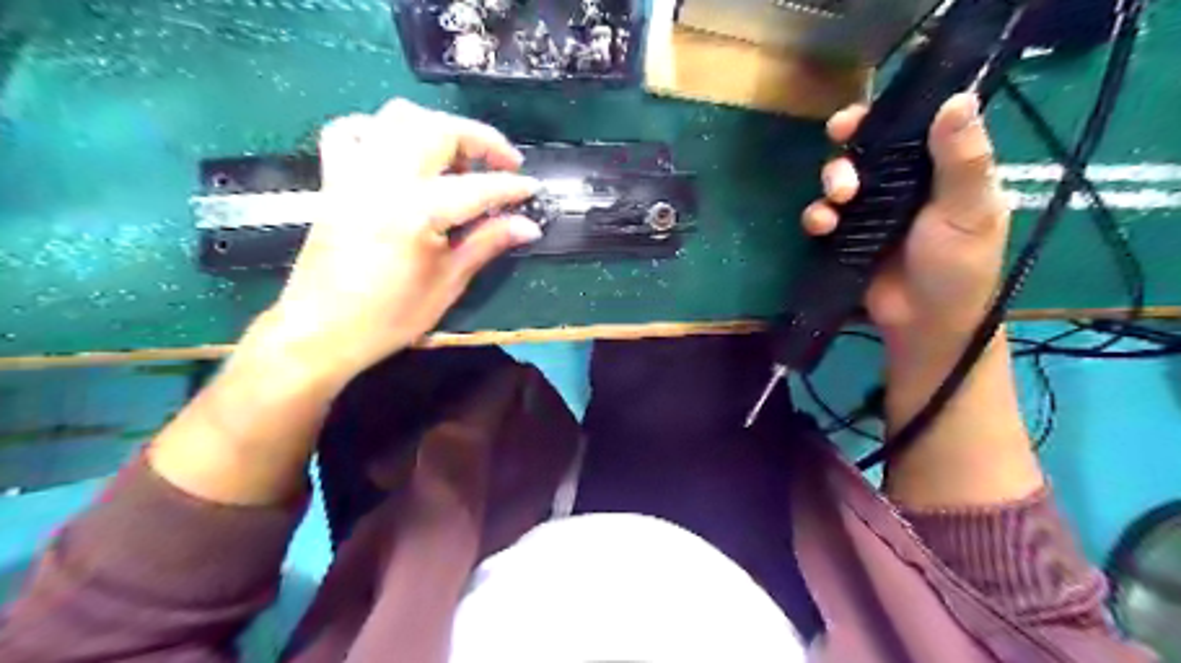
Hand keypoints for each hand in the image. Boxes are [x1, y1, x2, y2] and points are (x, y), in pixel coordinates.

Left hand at [246, 99, 549, 387]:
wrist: (322, 330)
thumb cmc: (391, 316)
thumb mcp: (448, 282)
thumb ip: (487, 243)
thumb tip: (528, 226)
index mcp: (417, 212)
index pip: (478, 187)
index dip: (511, 187)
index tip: (534, 188)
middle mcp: (384, 179)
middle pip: (438, 130)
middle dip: (480, 139)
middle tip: (504, 163)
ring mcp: (355, 173)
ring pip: (398, 118)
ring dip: (437, 128)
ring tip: (459, 157)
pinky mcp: (335, 179)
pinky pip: (352, 131)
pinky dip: (380, 130)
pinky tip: (400, 151)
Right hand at [809, 92, 1009, 361]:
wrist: (924, 324)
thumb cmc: (957, 266)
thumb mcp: (969, 211)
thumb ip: (962, 159)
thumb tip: (958, 96)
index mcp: (940, 169)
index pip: (911, 127)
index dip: (884, 115)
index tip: (860, 114)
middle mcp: (903, 184)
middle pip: (866, 149)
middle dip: (848, 147)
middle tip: (840, 147)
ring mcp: (871, 211)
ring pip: (841, 180)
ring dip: (832, 181)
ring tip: (838, 200)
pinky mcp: (846, 237)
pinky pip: (824, 215)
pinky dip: (817, 216)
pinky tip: (822, 227)